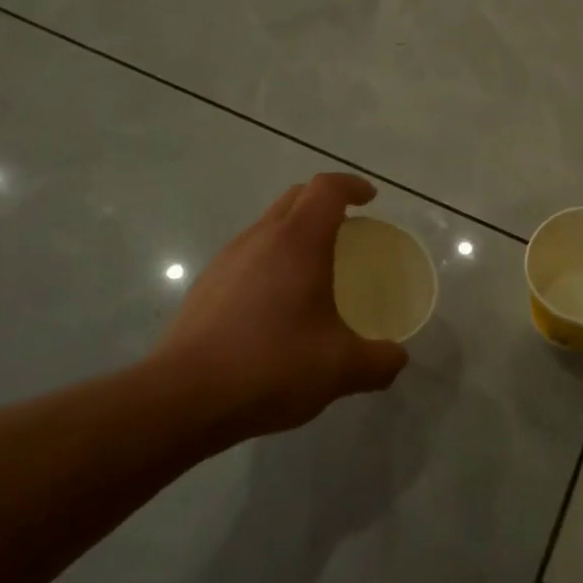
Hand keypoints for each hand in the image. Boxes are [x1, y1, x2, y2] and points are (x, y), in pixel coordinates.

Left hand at [151, 173, 408, 442]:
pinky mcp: (207, 283)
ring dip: (296, 231)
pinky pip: (249, 253)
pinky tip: (276, 305)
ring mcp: (229, 258)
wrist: (184, 397)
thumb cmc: (271, 367)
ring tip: (314, 270)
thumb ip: (379, 361)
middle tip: (348, 230)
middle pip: (297, 197)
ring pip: (269, 224)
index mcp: (299, 241)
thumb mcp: (340, 369)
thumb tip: (398, 358)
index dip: (352, 186)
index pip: (327, 188)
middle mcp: (262, 237)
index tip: (370, 200)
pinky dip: (271, 259)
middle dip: (325, 202)